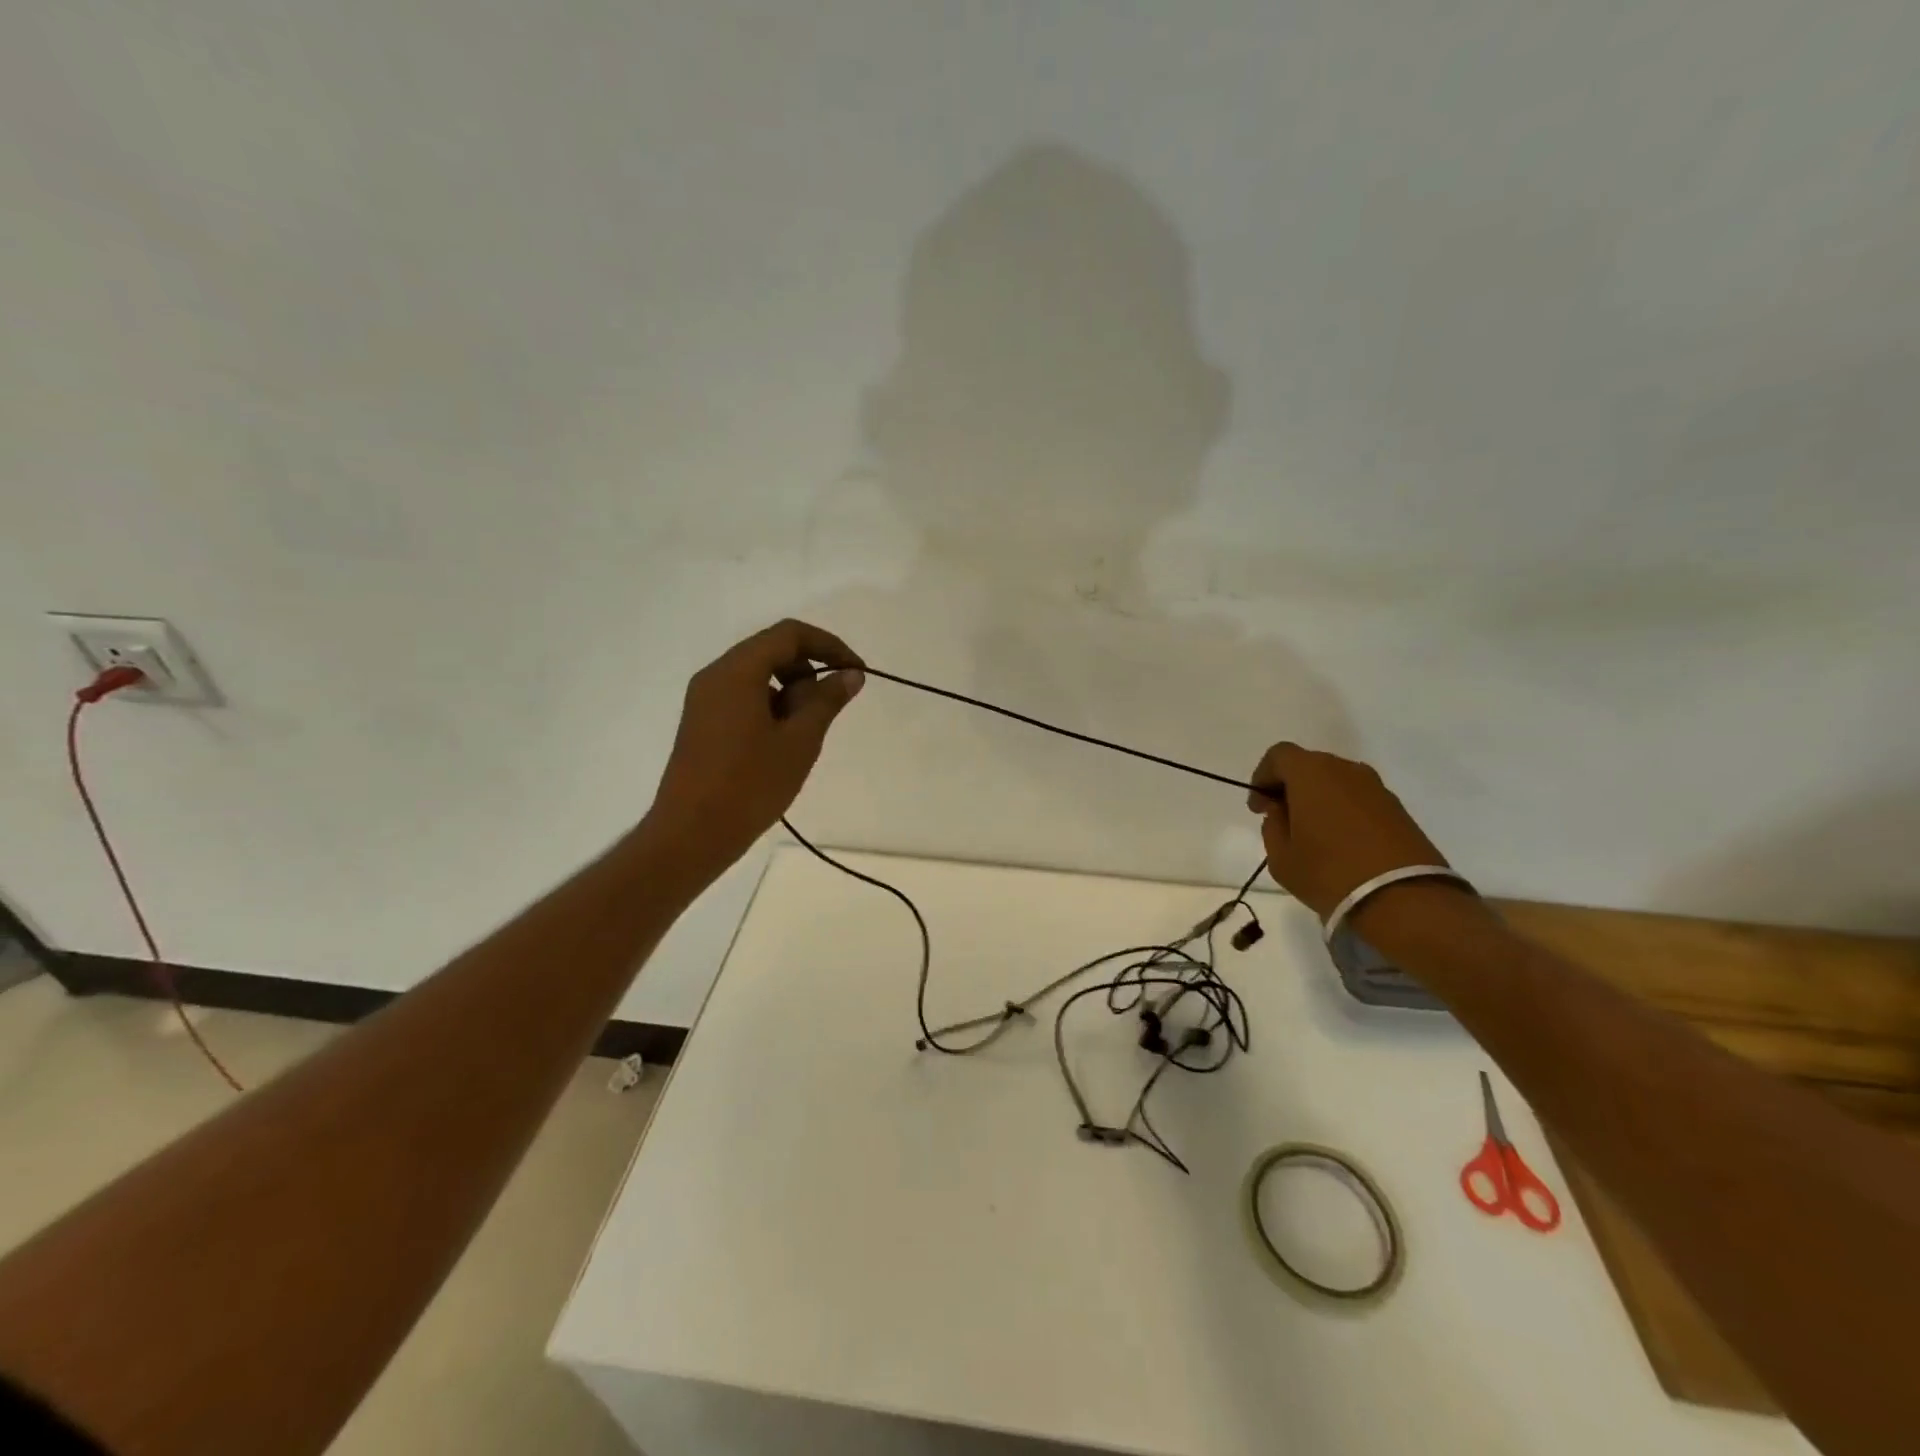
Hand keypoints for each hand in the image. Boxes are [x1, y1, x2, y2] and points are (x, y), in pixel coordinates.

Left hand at [647, 620, 864, 877]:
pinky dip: (772, 706)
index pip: (789, 634)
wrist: (691, 834)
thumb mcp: (800, 741)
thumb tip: (850, 675)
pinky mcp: (703, 723)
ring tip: (807, 733)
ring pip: (758, 676)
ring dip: (792, 691)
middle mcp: (715, 676)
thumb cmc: (750, 785)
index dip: (829, 646)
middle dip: (809, 670)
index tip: (856, 673)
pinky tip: (784, 743)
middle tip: (831, 708)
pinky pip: (743, 698)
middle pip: (771, 651)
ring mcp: (705, 700)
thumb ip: (827, 700)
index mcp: (737, 671)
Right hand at [1246, 743, 1452, 919]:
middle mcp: (1345, 770)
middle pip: (1309, 765)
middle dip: (1291, 787)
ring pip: (1336, 781)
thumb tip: (1281, 811)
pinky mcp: (1398, 808)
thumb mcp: (1281, 857)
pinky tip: (1341, 841)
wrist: (1404, 899)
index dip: (1262, 777)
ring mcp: (1376, 787)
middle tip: (1283, 818)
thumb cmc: (1329, 872)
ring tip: (1313, 832)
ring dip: (1319, 798)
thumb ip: (1273, 826)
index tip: (1260, 808)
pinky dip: (1344, 810)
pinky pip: (1359, 799)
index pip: (1279, 755)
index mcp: (1311, 773)